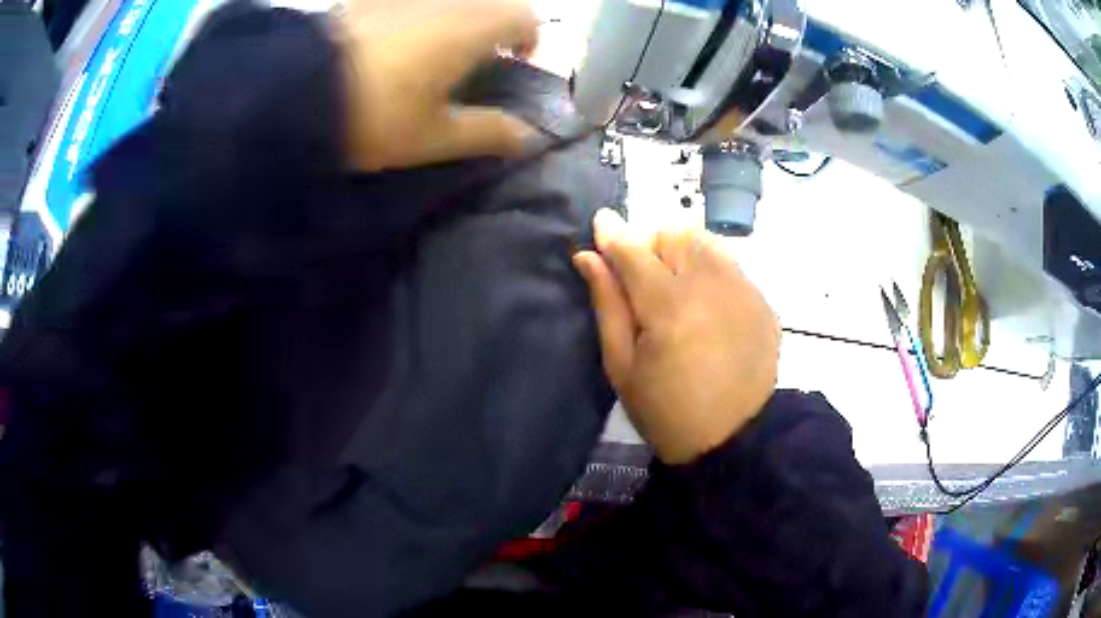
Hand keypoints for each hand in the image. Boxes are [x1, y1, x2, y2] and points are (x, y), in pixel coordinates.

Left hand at [336, 0, 539, 170]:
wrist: (293, 94)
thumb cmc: (375, 115)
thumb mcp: (434, 135)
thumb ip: (487, 132)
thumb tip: (529, 137)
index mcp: (471, 26)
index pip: (524, 16)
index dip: (528, 38)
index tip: (513, 62)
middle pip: (489, 0)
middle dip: (494, 24)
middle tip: (475, 56)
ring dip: (457, 15)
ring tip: (435, 46)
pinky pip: (408, 1)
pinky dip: (417, 11)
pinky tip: (395, 35)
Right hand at [573, 210, 779, 463]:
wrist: (735, 440)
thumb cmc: (666, 411)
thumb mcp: (622, 366)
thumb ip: (607, 304)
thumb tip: (589, 256)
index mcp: (670, 307)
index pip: (634, 251)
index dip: (613, 235)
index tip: (600, 224)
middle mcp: (712, 286)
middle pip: (675, 234)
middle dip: (652, 246)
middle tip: (644, 280)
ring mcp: (744, 291)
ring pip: (707, 243)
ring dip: (683, 254)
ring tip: (678, 290)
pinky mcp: (763, 302)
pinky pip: (731, 265)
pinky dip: (711, 272)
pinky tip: (708, 308)